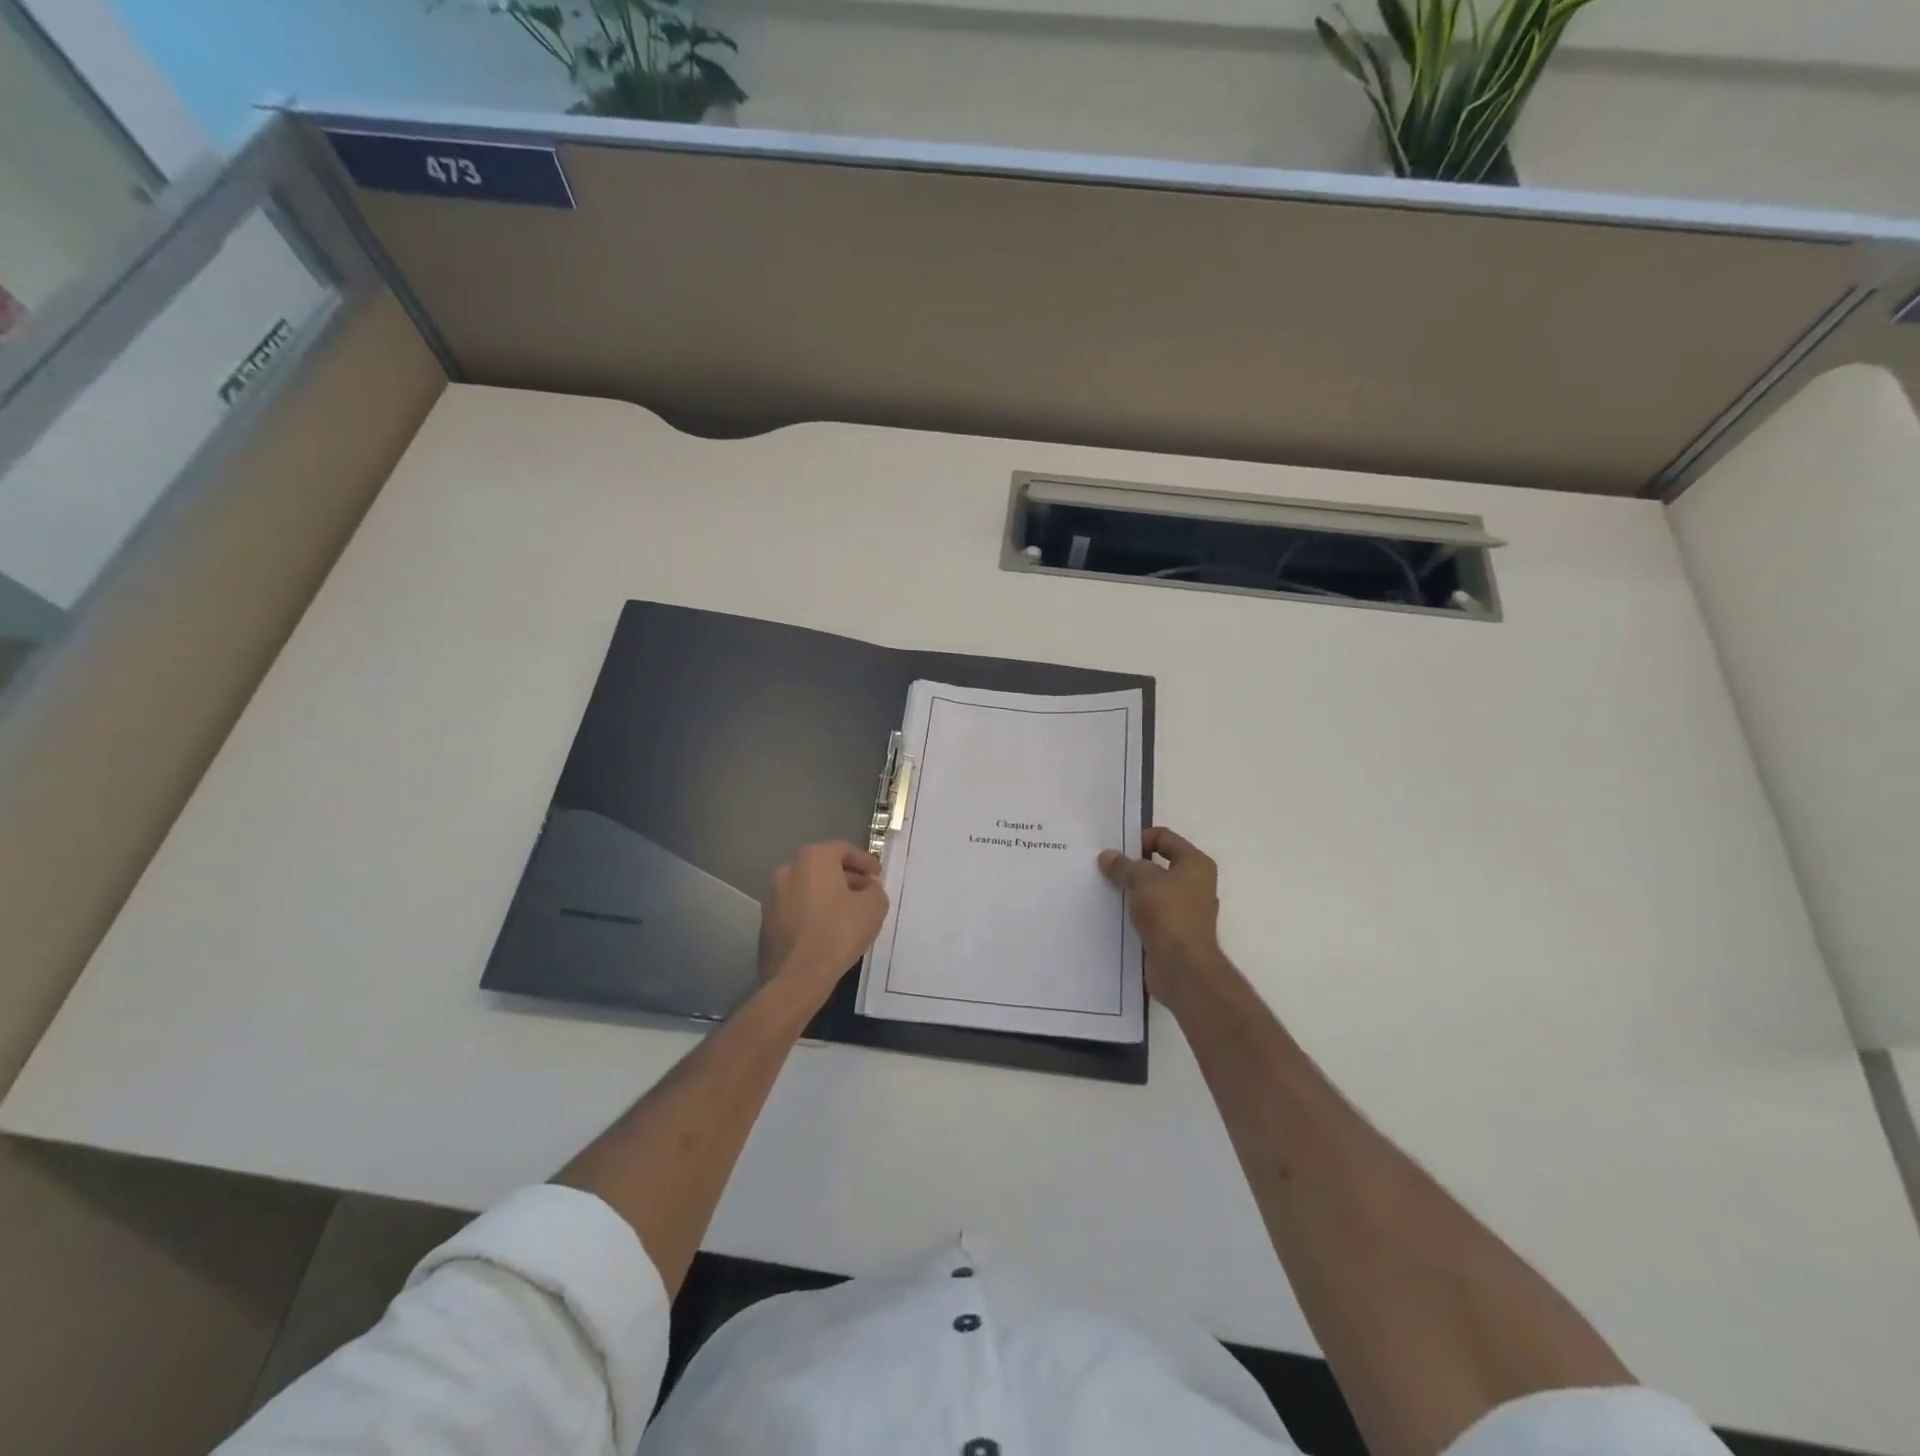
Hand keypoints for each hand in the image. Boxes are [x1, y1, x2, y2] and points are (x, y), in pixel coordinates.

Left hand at [758, 841, 889, 1001]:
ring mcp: (773, 895)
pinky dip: (813, 910)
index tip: (878, 875)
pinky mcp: (767, 919)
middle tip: (866, 892)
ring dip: (828, 894)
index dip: (865, 861)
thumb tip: (867, 888)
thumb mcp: (874, 906)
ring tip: (848, 912)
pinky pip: (796, 906)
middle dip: (847, 877)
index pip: (844, 849)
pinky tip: (827, 927)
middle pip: (824, 866)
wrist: (799, 975)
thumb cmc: (839, 932)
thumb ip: (874, 889)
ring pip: (808, 887)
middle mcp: (789, 869)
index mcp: (814, 858)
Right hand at [1098, 826, 1222, 1004]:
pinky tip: (1114, 914)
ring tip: (1105, 891)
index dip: (1139, 839)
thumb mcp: (1141, 881)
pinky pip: (1151, 913)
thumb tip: (1108, 856)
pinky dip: (1135, 912)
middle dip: (1132, 866)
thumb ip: (1123, 866)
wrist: (1182, 968)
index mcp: (1195, 864)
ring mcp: (1186, 910)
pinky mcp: (1175, 932)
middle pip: (1158, 864)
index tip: (1115, 851)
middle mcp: (1196, 884)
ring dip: (1132, 891)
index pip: (1164, 837)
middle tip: (1105, 869)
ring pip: (1153, 891)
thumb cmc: (1168, 914)